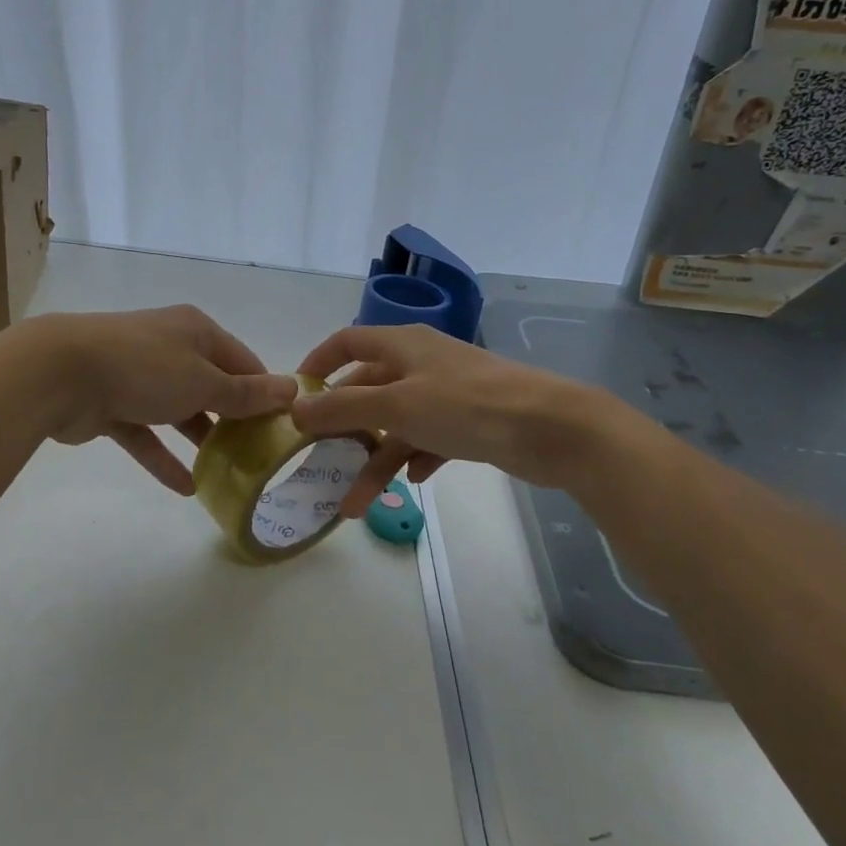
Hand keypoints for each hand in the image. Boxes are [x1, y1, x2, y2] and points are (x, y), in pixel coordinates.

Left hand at [16, 307, 296, 493]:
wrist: (61, 373)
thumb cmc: (144, 368)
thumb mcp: (204, 382)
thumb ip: (246, 394)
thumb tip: (292, 390)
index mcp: (195, 331)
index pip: (243, 361)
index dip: (264, 392)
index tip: (282, 426)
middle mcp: (169, 348)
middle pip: (211, 386)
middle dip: (233, 420)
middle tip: (258, 456)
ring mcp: (138, 376)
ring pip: (178, 411)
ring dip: (200, 440)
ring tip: (228, 473)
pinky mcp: (112, 404)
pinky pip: (146, 433)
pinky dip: (164, 457)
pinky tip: (187, 488)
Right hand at [291, 324, 600, 516]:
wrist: (550, 429)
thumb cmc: (466, 406)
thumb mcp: (397, 406)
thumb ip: (343, 408)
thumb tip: (295, 409)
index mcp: (402, 345)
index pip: (347, 342)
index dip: (318, 363)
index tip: (296, 395)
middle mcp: (421, 364)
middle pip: (368, 389)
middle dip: (343, 427)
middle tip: (318, 459)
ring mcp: (446, 394)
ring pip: (396, 424)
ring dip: (375, 460)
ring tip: (355, 504)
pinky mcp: (468, 423)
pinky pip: (427, 439)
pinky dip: (414, 458)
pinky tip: (412, 481)